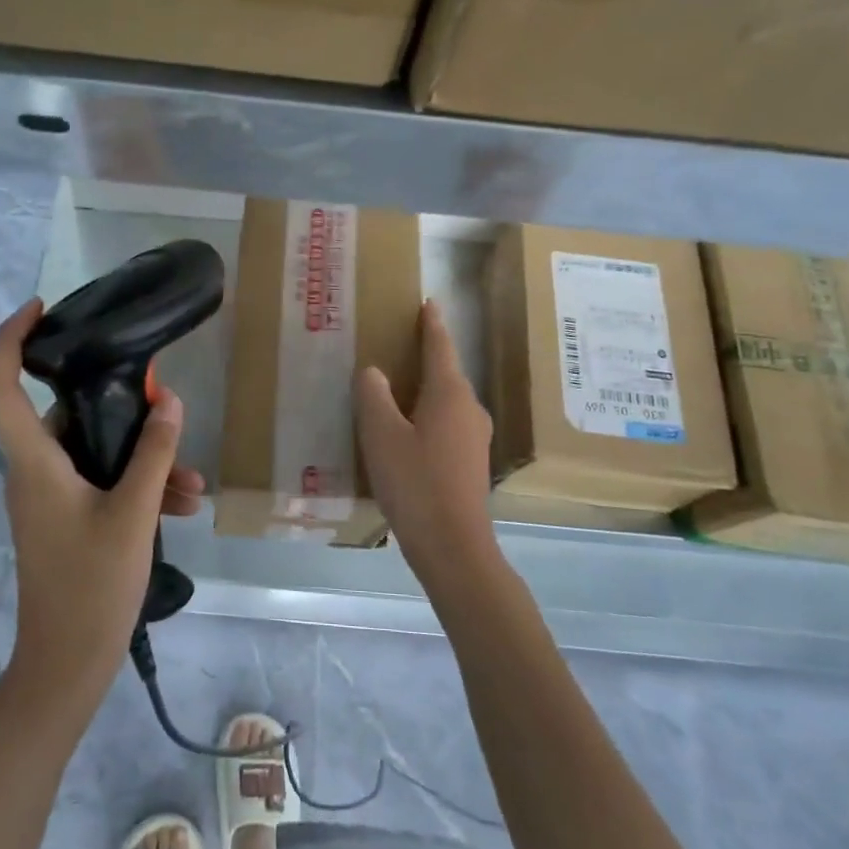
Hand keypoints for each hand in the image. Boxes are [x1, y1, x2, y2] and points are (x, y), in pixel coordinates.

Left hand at [0, 299, 200, 719]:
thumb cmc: (91, 587)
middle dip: (125, 413)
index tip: (42, 308)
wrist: (66, 667)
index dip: (12, 338)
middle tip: (167, 407)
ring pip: (95, 455)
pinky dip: (137, 488)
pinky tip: (182, 507)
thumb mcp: (133, 514)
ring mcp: (48, 498)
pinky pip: (101, 485)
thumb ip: (153, 454)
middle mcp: (33, 472)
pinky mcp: (65, 519)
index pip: (1, 385)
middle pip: (69, 416)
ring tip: (193, 486)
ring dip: (144, 461)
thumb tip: (170, 401)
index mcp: (33, 462)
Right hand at [355, 299, 500, 589]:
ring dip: (426, 387)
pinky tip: (408, 428)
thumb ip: (373, 396)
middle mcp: (470, 409)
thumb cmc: (415, 483)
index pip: (440, 347)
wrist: (453, 546)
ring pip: (447, 400)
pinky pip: (447, 422)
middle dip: (427, 355)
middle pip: (447, 372)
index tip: (428, 302)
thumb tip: (373, 372)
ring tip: (398, 384)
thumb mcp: (381, 435)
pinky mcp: (471, 462)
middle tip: (400, 341)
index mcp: (450, 394)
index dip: (432, 324)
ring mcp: (475, 437)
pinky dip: (428, 414)